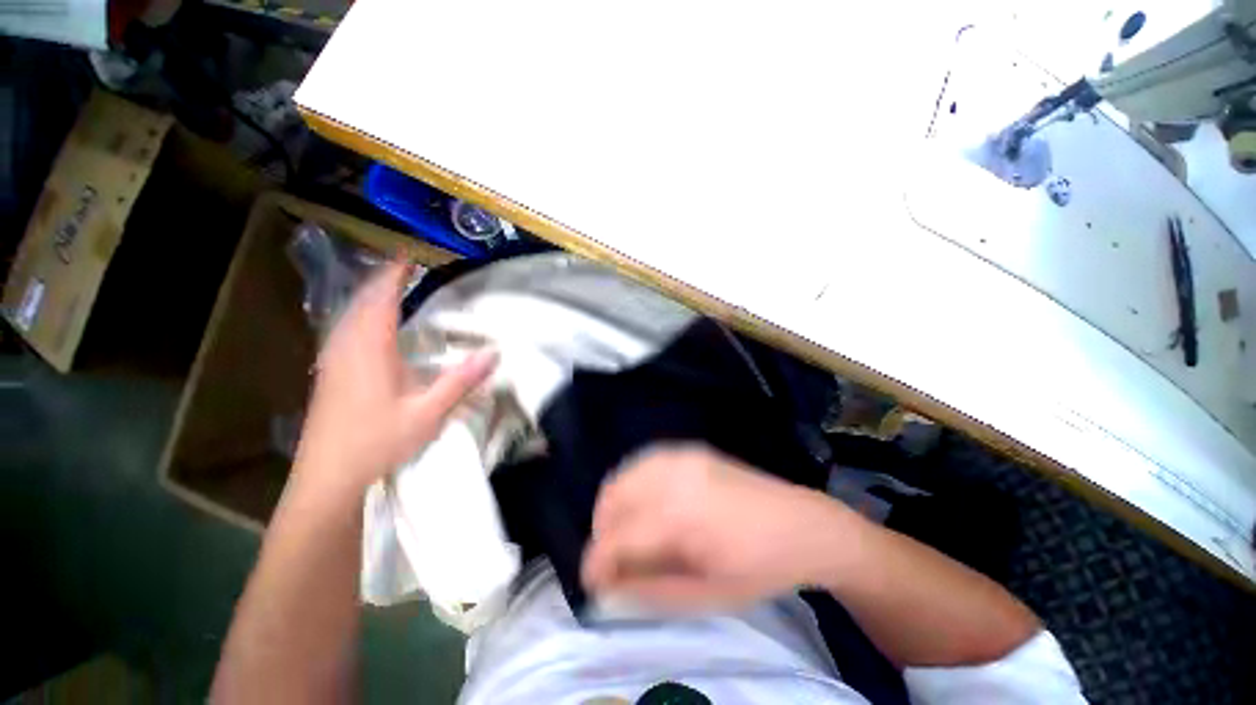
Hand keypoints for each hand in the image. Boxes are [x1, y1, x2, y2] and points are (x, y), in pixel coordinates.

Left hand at [292, 261, 497, 495]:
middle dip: (383, 281)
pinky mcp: (329, 374)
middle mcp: (345, 346)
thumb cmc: (377, 442)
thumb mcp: (428, 412)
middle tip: (408, 269)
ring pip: (350, 315)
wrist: (327, 479)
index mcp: (369, 348)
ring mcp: (332, 360)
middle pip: (362, 301)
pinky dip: (363, 317)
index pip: (381, 298)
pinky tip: (373, 329)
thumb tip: (494, 352)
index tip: (411, 256)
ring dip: (372, 298)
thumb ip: (461, 380)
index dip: (395, 274)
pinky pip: (345, 331)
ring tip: (394, 290)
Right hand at [581, 444, 861, 611]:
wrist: (801, 524)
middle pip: (613, 497)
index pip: (618, 537)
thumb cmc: (758, 568)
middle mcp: (673, 476)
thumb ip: (650, 591)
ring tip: (625, 532)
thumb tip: (608, 586)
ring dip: (614, 505)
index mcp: (679, 517)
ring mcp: (681, 456)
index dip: (596, 561)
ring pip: (624, 474)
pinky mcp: (689, 449)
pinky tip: (644, 503)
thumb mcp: (706, 596)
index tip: (591, 582)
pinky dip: (632, 483)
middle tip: (612, 559)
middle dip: (602, 531)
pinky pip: (644, 461)